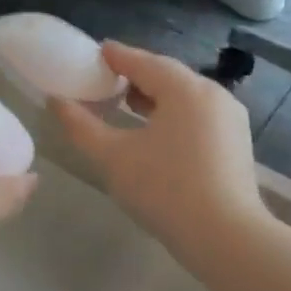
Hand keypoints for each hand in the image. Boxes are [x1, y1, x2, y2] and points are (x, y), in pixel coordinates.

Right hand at [49, 41, 267, 265]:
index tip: (92, 53)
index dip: (114, 56)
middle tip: (102, 80)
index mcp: (185, 89)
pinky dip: (171, 114)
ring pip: (183, 96)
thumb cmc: (164, 189)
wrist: (225, 238)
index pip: (142, 61)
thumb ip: (81, 125)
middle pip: (166, 75)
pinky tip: (152, 132)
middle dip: (133, 76)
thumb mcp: (112, 157)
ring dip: (153, 96)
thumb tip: (55, 100)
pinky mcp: (235, 143)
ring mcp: (229, 119)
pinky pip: (196, 115)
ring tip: (123, 105)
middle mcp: (213, 95)